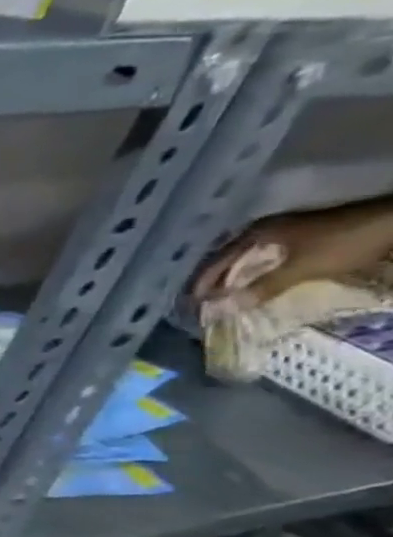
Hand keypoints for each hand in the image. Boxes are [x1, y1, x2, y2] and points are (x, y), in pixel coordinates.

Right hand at [194, 202, 392, 304]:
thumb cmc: (344, 242)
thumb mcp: (303, 267)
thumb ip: (265, 287)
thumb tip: (227, 307)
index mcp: (257, 233)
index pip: (217, 260)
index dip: (203, 282)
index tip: (192, 302)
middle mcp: (265, 229)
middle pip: (229, 257)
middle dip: (215, 279)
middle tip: (203, 300)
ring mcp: (285, 231)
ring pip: (248, 257)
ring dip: (235, 276)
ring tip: (224, 294)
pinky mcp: (301, 236)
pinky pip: (266, 257)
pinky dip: (255, 271)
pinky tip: (254, 282)